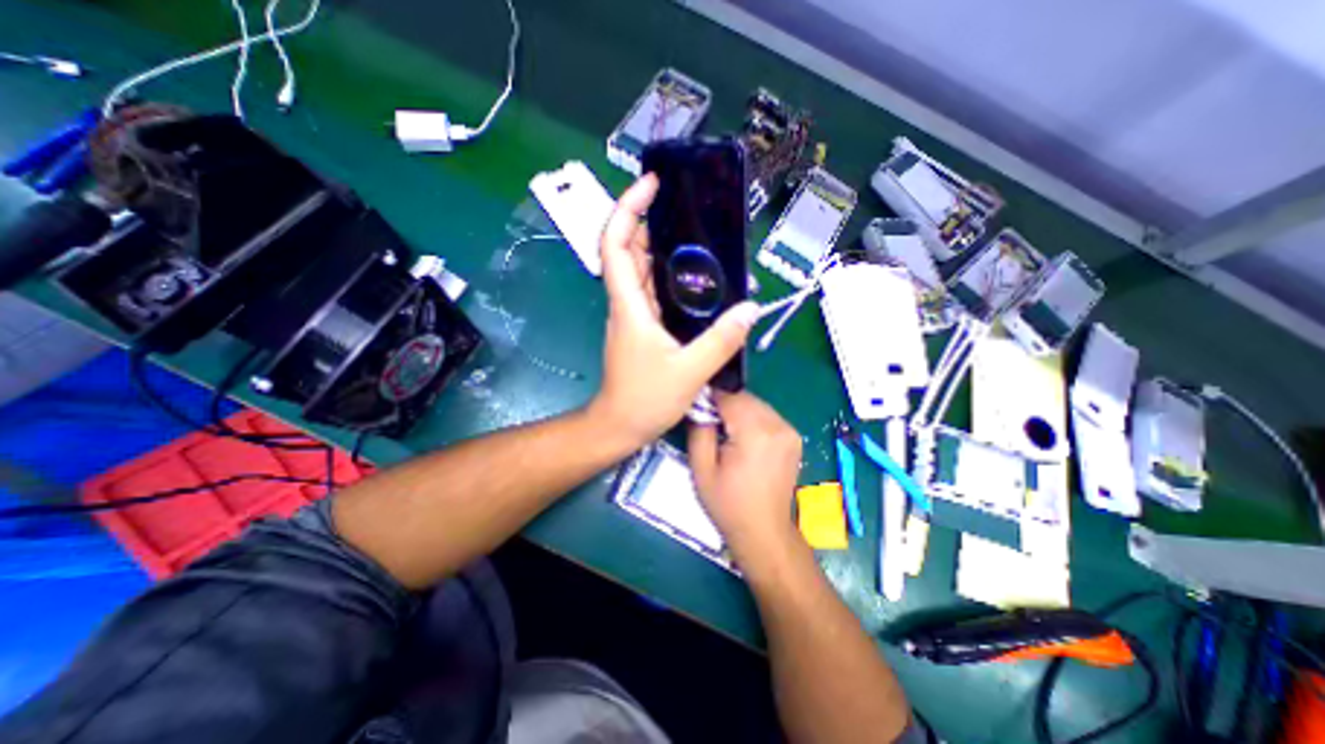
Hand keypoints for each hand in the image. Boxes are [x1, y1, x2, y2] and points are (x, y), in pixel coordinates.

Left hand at [588, 174, 754, 451]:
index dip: (627, 209)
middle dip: (651, 222)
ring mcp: (634, 316)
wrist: (620, 425)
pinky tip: (698, 281)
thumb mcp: (690, 371)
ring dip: (663, 250)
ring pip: (643, 271)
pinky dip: (671, 279)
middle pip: (630, 251)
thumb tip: (751, 308)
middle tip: (686, 210)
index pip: (616, 244)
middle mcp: (627, 303)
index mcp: (629, 305)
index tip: (651, 185)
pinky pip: (654, 293)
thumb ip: (721, 340)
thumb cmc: (645, 399)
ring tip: (699, 239)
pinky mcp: (643, 328)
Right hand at [688, 395, 800, 558]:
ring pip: (756, 404)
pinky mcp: (794, 437)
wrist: (764, 531)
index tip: (697, 409)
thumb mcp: (702, 469)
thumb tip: (698, 406)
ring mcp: (789, 431)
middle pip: (744, 398)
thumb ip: (699, 431)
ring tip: (726, 433)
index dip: (710, 399)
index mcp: (755, 433)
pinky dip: (753, 419)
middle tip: (709, 424)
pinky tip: (744, 439)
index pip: (728, 397)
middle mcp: (777, 425)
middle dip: (724, 404)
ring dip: (739, 411)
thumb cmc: (728, 504)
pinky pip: (768, 415)